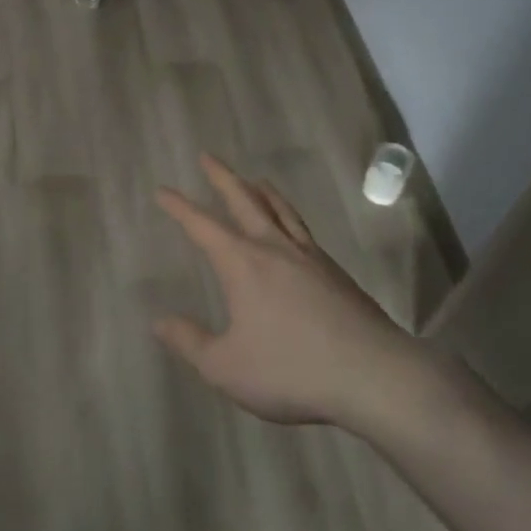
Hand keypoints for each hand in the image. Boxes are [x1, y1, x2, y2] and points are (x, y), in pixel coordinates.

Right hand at [154, 154, 428, 430]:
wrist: (370, 373)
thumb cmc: (290, 370)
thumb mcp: (226, 367)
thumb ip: (191, 343)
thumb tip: (160, 322)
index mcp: (243, 264)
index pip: (203, 226)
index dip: (180, 208)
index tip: (163, 190)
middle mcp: (275, 248)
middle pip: (245, 200)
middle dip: (222, 177)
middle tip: (208, 156)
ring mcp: (309, 257)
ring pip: (281, 210)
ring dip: (262, 191)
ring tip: (255, 178)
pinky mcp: (335, 272)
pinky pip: (303, 230)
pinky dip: (289, 215)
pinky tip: (292, 228)